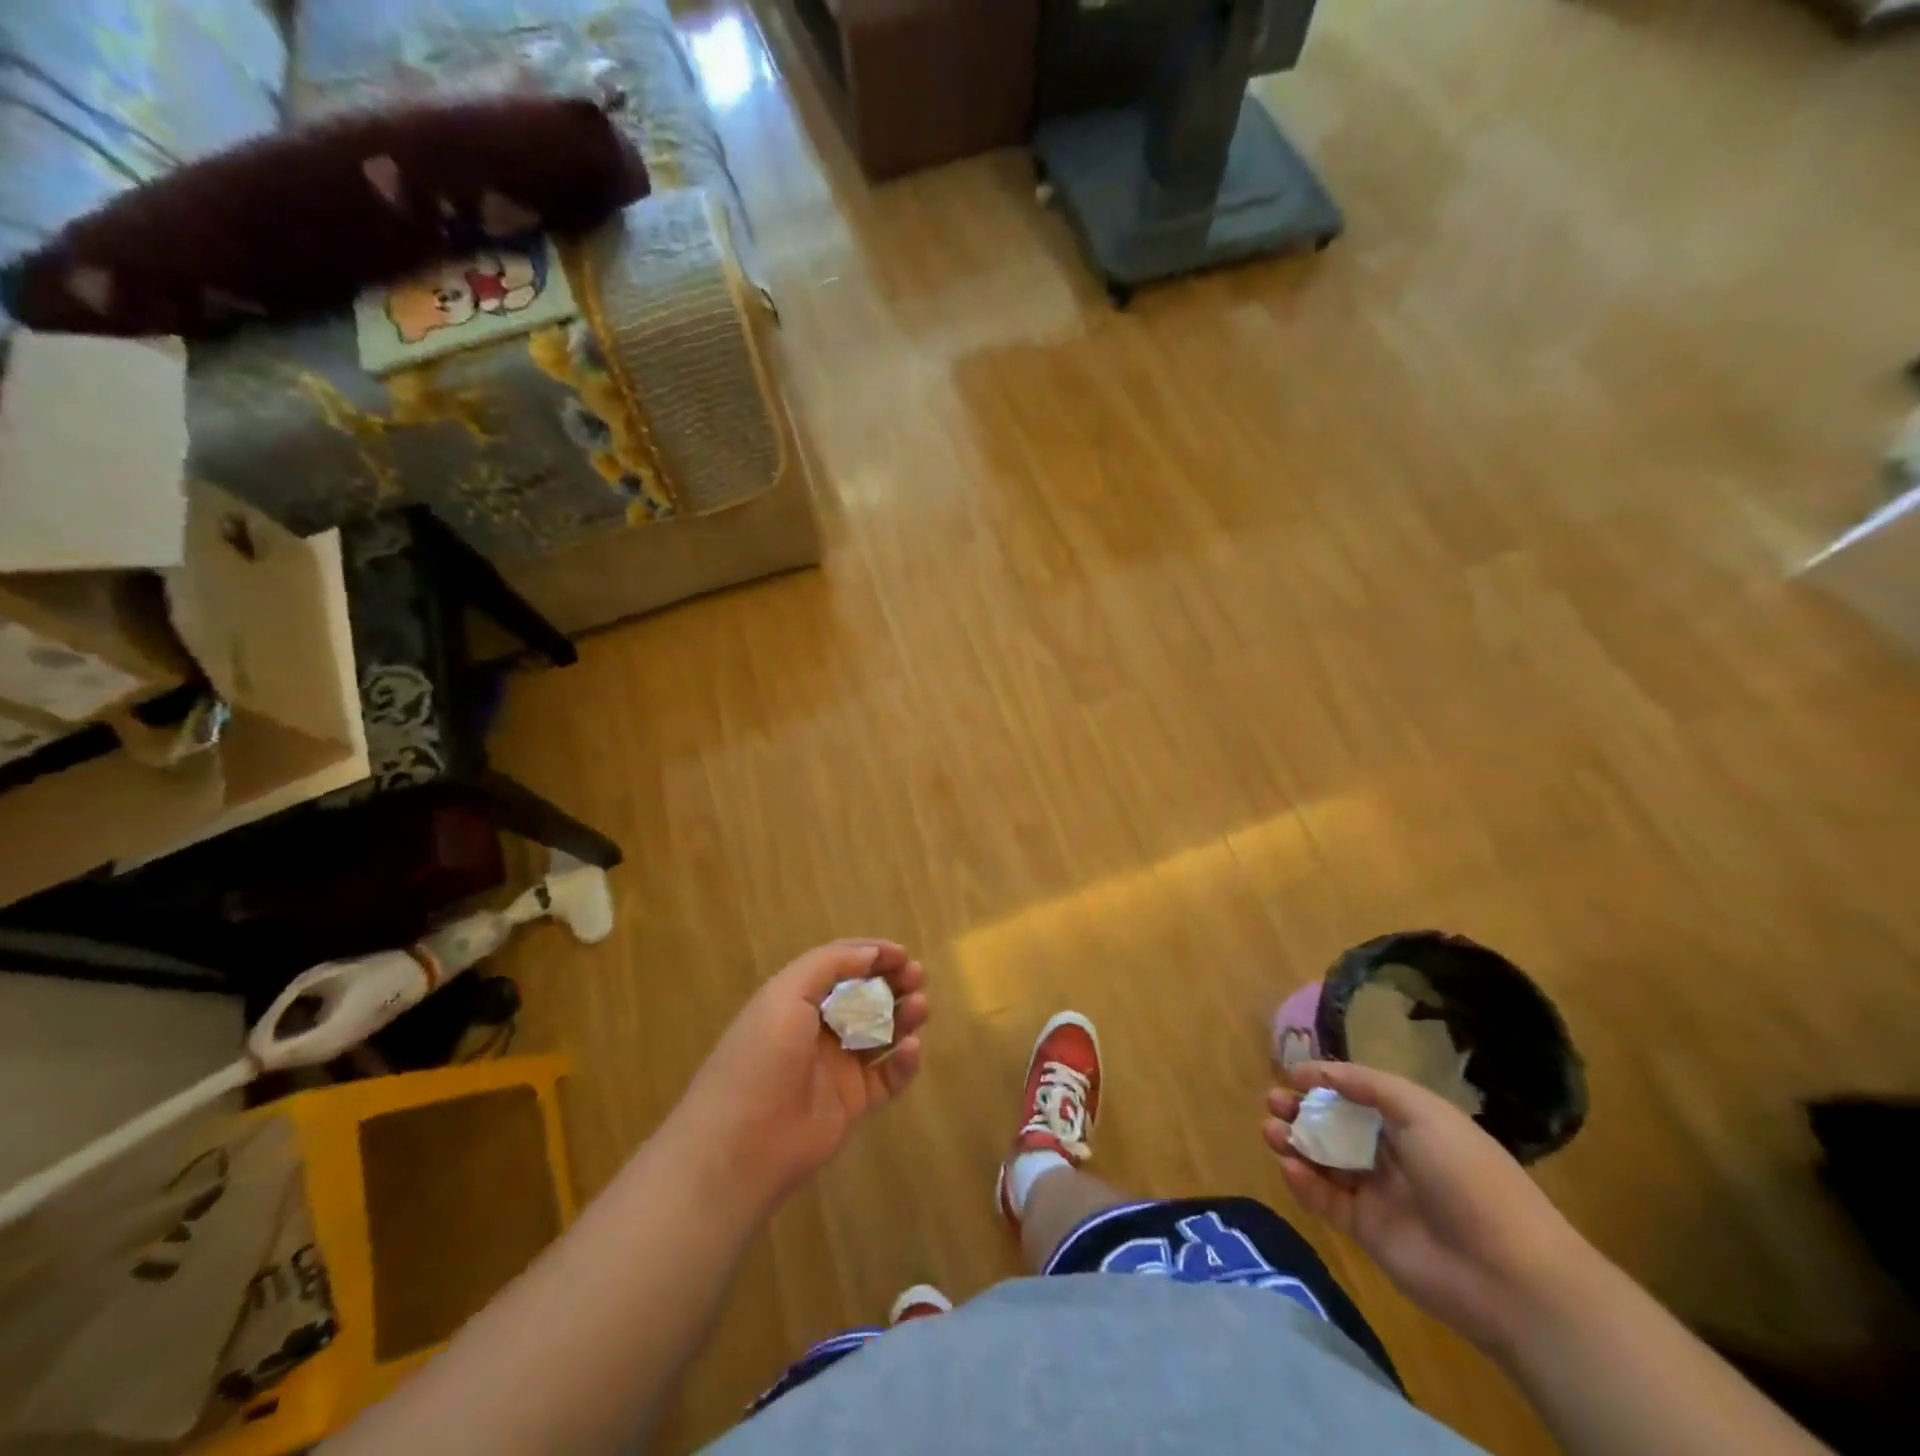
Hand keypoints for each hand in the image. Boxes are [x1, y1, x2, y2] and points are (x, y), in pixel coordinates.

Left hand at [676, 939, 928, 1215]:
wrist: (741, 1146)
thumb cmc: (761, 1058)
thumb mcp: (786, 995)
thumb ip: (830, 965)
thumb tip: (871, 953)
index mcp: (795, 1000)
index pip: (840, 966)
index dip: (870, 955)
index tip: (902, 953)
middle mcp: (816, 1030)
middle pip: (863, 997)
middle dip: (891, 982)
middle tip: (917, 976)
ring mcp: (836, 1068)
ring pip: (880, 1033)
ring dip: (902, 1015)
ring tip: (920, 1007)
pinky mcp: (852, 1104)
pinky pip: (887, 1077)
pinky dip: (904, 1062)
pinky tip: (911, 1048)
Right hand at [1263, 1061, 1587, 1353]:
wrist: (1508, 1276)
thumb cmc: (1468, 1177)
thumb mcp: (1423, 1112)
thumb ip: (1368, 1085)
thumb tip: (1319, 1072)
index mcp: (1413, 1124)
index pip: (1359, 1096)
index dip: (1326, 1082)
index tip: (1292, 1074)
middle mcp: (1394, 1155)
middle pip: (1336, 1126)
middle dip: (1302, 1110)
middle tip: (1273, 1102)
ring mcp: (1380, 1195)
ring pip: (1326, 1161)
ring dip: (1296, 1143)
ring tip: (1271, 1132)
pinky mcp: (1367, 1232)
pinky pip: (1327, 1201)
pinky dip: (1304, 1184)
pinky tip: (1289, 1168)